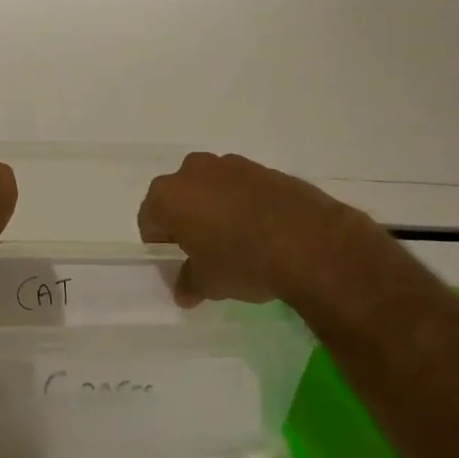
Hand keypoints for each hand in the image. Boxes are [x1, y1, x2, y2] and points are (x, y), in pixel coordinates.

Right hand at [138, 151, 373, 308]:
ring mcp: (230, 165)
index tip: (178, 262)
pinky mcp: (263, 168)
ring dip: (216, 208)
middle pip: (178, 197)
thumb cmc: (243, 262)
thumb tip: (183, 292)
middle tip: (205, 250)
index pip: (149, 220)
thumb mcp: (209, 283)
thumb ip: (189, 283)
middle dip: (187, 220)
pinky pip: (241, 187)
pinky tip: (262, 230)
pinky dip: (244, 203)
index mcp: (168, 196)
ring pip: (210, 188)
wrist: (309, 242)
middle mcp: (192, 171)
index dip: (160, 243)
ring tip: (238, 240)